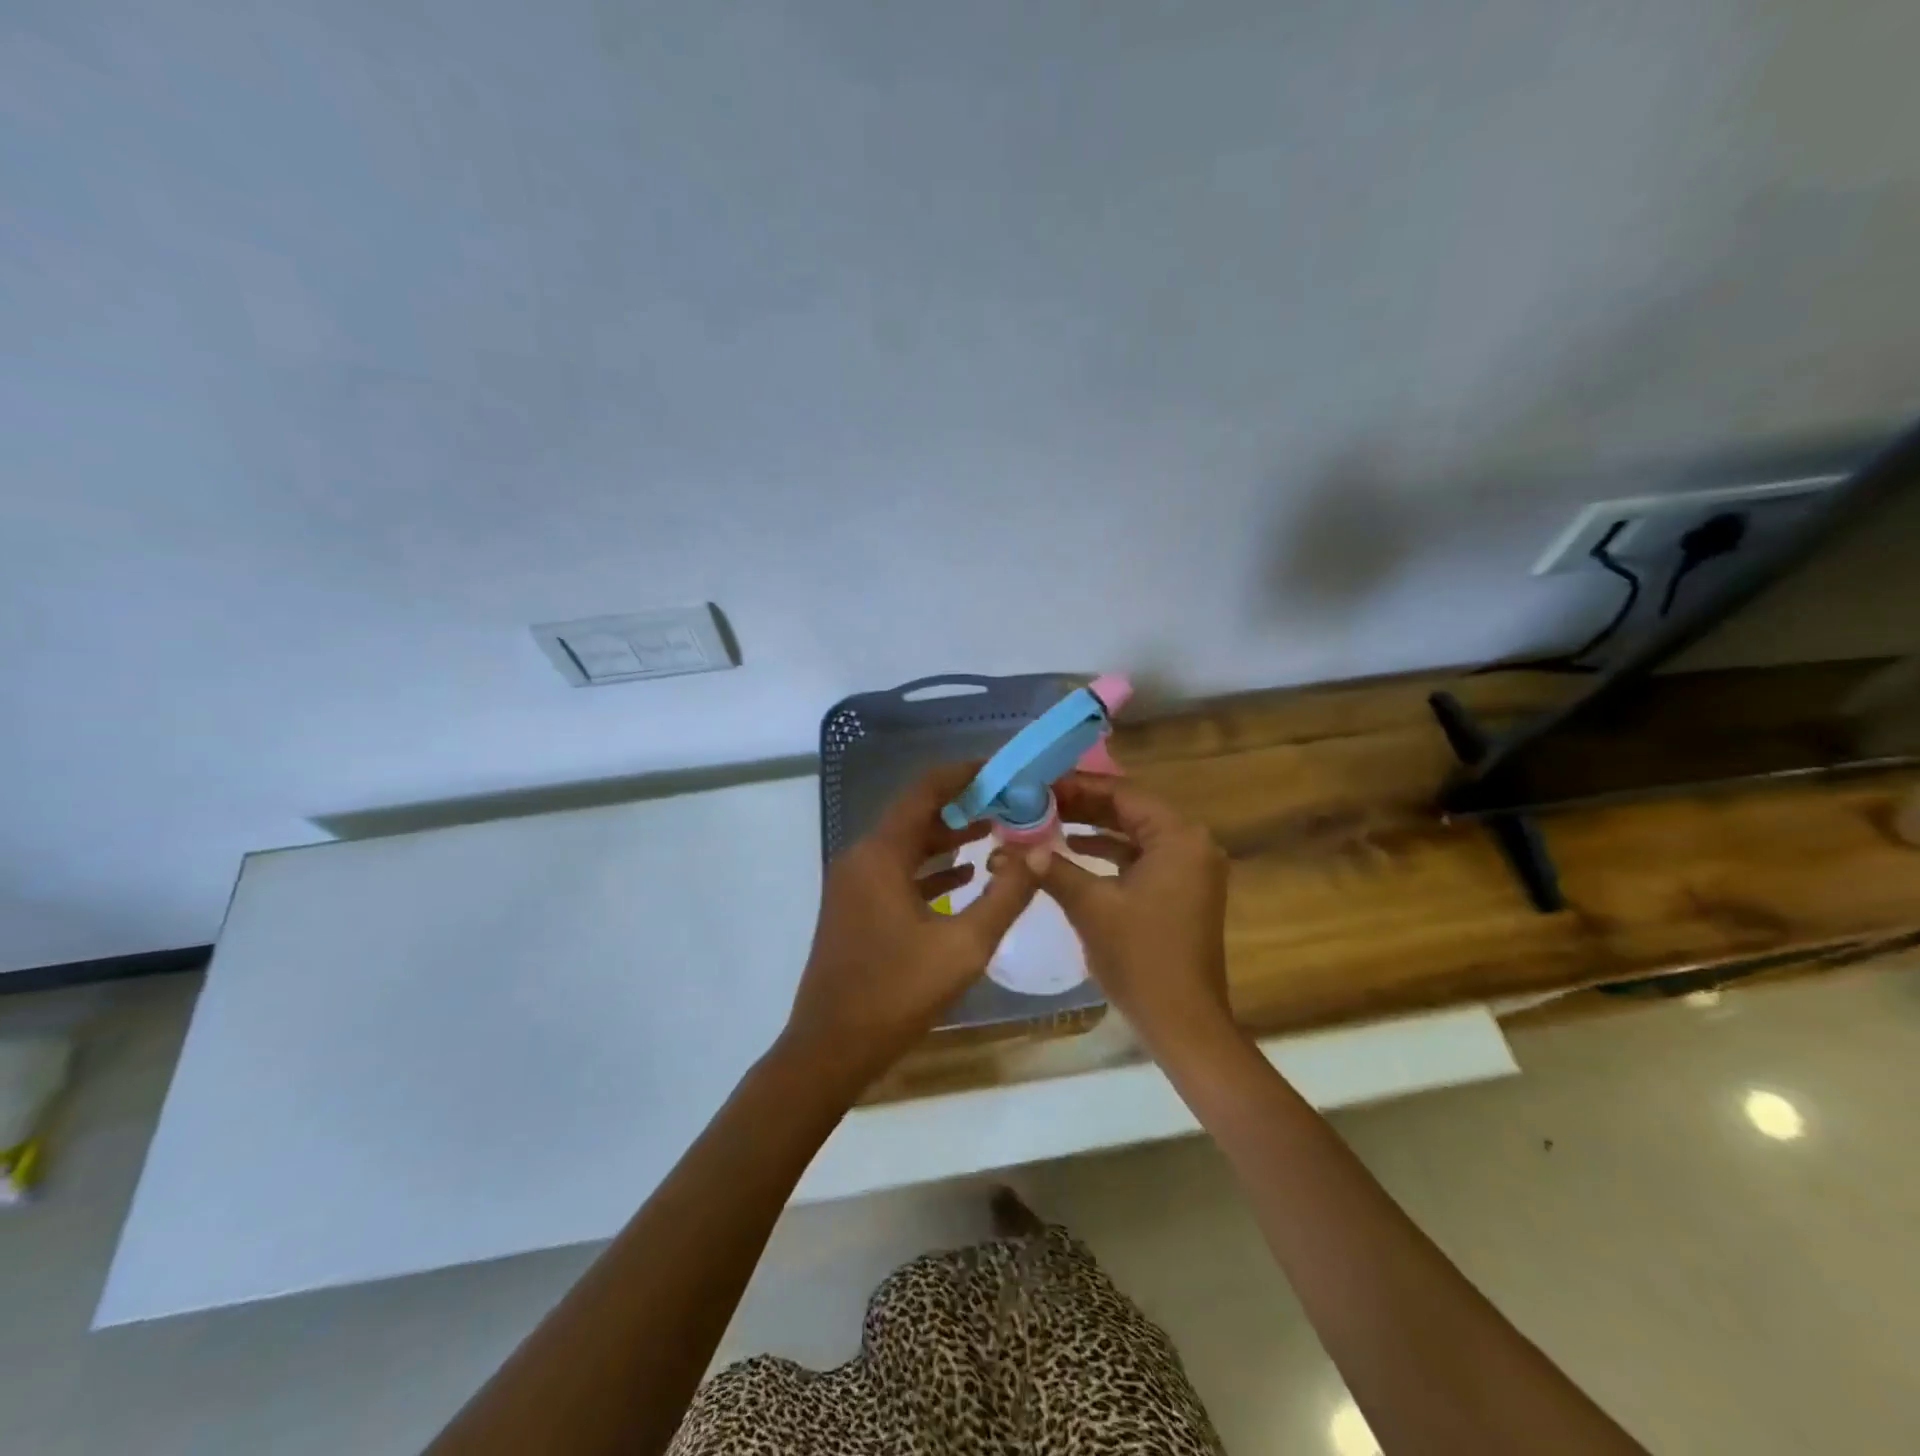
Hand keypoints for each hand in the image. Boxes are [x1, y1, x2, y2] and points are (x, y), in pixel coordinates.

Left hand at [782, 763, 1042, 1093]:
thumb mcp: (964, 946)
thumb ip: (1006, 895)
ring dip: (948, 836)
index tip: (1004, 771)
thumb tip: (1039, 853)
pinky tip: (964, 875)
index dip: (965, 774)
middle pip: (916, 813)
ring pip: (907, 843)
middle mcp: (862, 857)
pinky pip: (897, 871)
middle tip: (1010, 804)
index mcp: (881, 854)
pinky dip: (930, 867)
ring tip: (997, 831)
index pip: (926, 790)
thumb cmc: (896, 993)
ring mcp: (854, 883)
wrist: (830, 1048)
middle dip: (963, 805)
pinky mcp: (855, 907)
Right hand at [1039, 775, 1233, 1057]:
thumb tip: (1012, 847)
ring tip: (1047, 820)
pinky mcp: (1182, 890)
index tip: (1038, 784)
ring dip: (1094, 827)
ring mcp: (1190, 868)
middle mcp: (1192, 843)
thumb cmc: (1140, 958)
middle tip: (1037, 800)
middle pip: (1130, 809)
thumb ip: (1052, 868)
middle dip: (1083, 805)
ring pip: (1135, 833)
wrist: (1182, 1022)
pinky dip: (1109, 852)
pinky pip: (1142, 857)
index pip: (1123, 793)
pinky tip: (1072, 851)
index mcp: (1179, 837)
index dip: (1078, 786)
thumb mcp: (1090, 906)